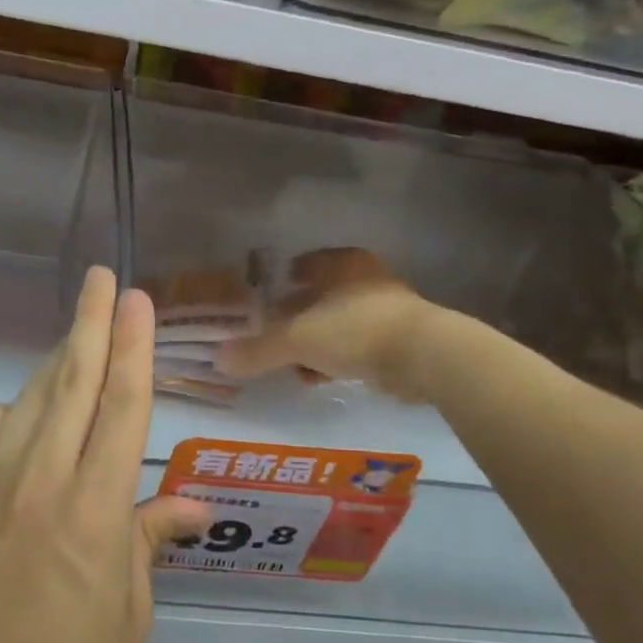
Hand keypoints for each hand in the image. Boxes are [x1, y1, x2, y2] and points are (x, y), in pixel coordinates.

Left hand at [0, 267, 206, 642]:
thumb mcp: (129, 609)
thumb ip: (151, 537)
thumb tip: (192, 505)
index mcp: (94, 510)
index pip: (122, 405)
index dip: (134, 346)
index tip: (137, 300)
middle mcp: (40, 481)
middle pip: (72, 381)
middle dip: (90, 323)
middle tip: (100, 279)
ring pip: (28, 398)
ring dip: (57, 364)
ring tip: (79, 341)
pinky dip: (9, 414)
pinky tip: (24, 424)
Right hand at [216, 248, 436, 400]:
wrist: (423, 356)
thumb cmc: (355, 329)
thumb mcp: (298, 339)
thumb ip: (259, 349)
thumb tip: (219, 358)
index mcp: (341, 263)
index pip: (301, 265)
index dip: (277, 282)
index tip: (258, 304)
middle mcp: (363, 278)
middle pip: (316, 297)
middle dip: (292, 319)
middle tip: (267, 338)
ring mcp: (383, 309)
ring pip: (334, 323)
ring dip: (312, 344)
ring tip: (289, 366)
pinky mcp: (396, 339)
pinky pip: (353, 346)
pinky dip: (334, 360)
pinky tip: (317, 379)